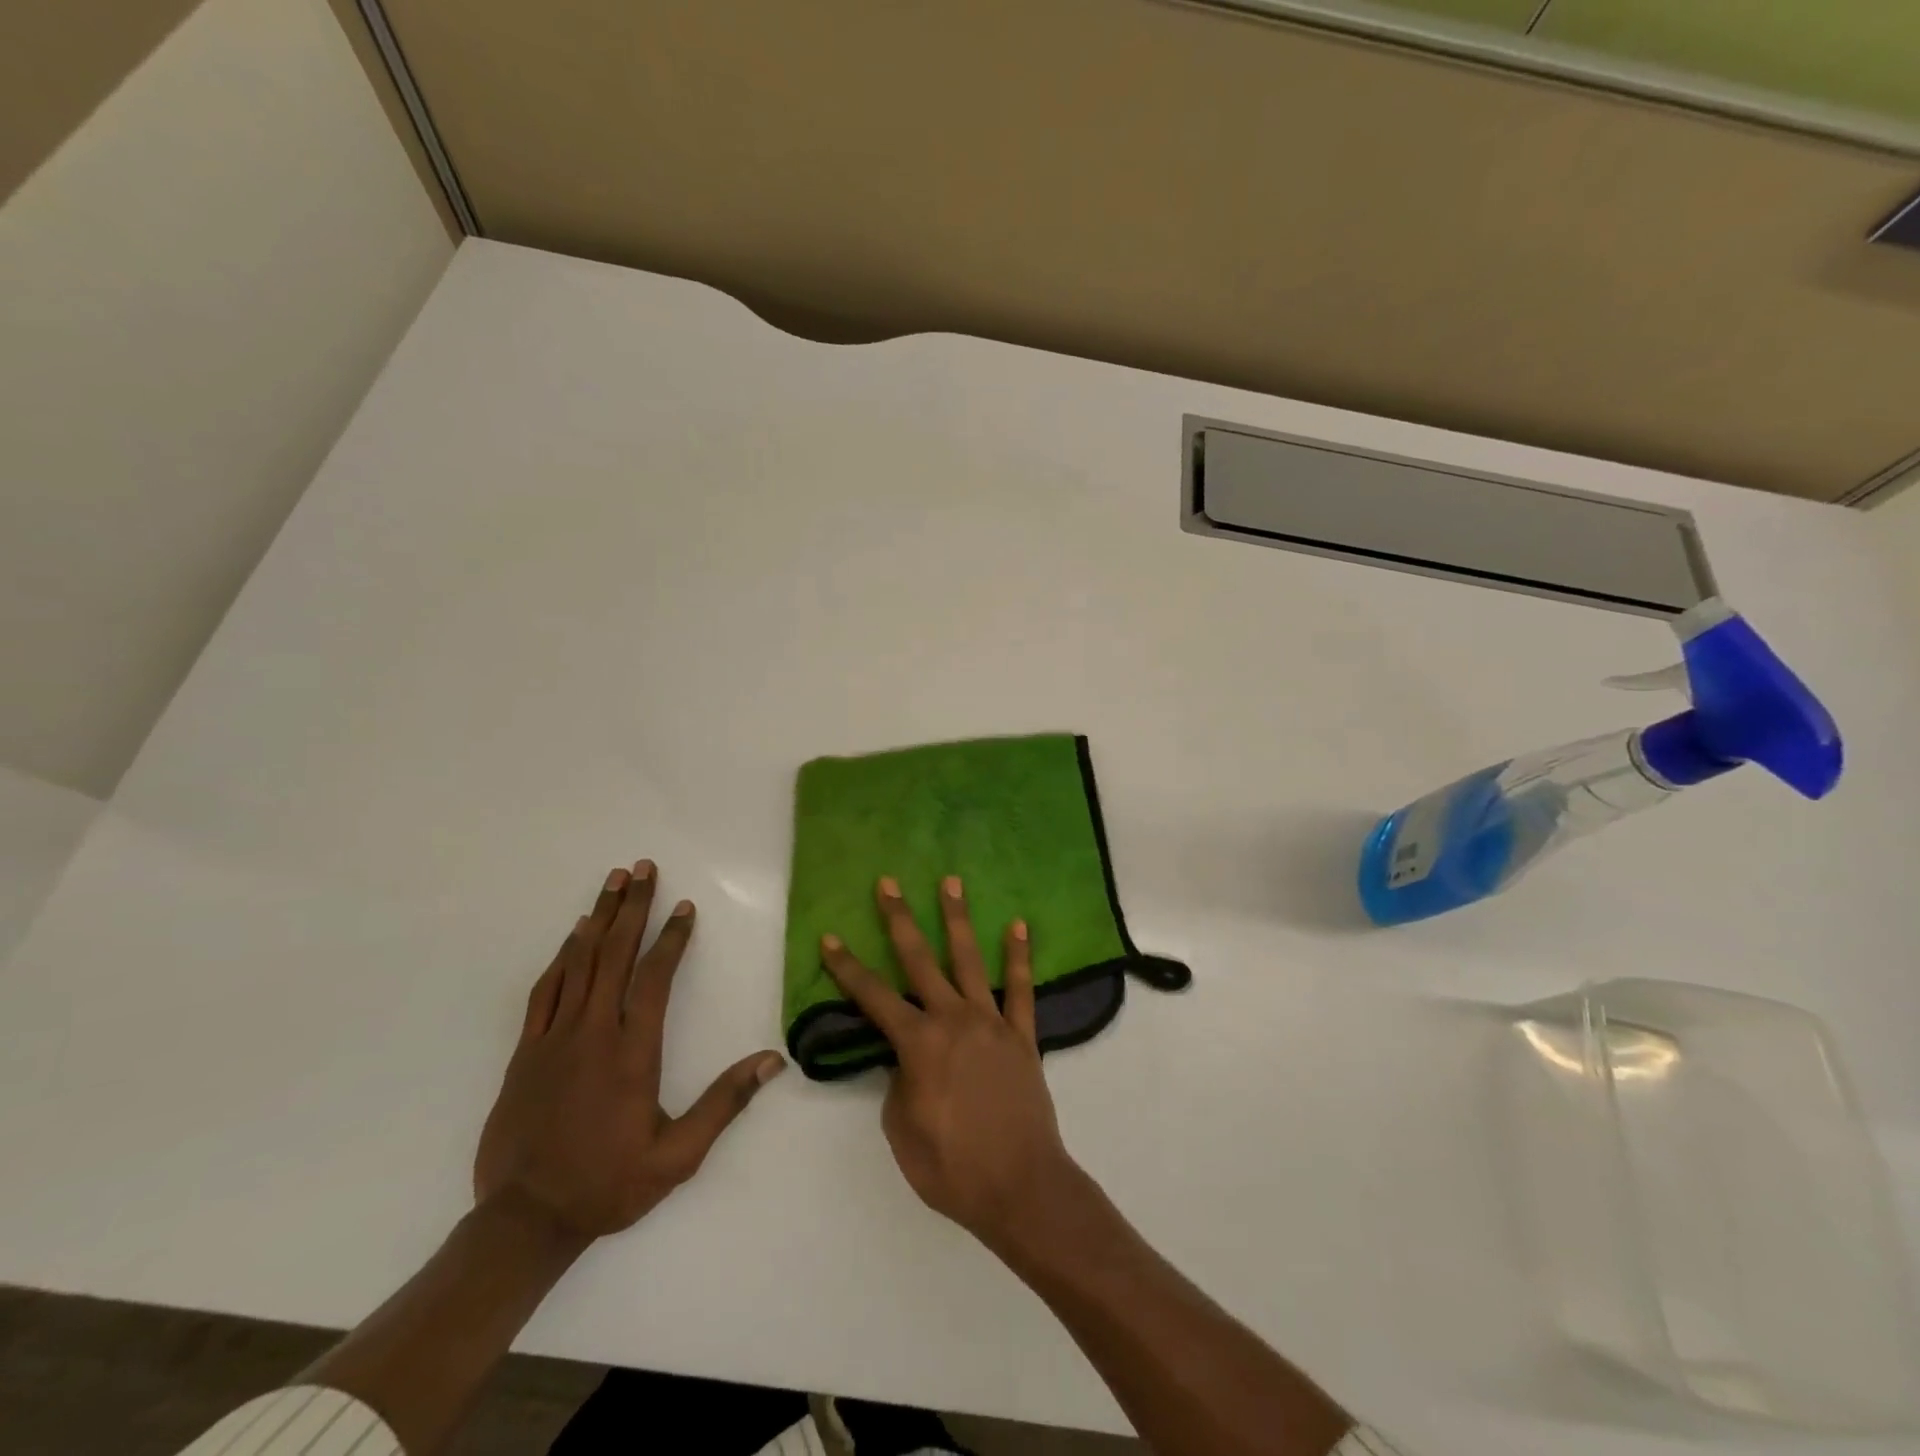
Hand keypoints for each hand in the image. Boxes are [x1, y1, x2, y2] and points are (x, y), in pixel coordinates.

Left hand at [474, 861, 785, 1243]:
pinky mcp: (525, 1052)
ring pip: (578, 963)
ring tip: (612, 883)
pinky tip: (572, 936)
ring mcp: (554, 1039)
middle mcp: (593, 1033)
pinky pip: (545, 991)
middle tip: (642, 868)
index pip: (654, 979)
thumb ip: (724, 1104)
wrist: (523, 1221)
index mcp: (632, 1052)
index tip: (684, 907)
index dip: (671, 939)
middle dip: (632, 907)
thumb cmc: (608, 1185)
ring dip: (598, 919)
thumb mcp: (678, 1157)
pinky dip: (561, 957)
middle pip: (613, 955)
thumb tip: (772, 1061)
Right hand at [819, 875, 1077, 1245]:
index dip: (847, 967)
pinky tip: (1018, 925)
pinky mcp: (1022, 1035)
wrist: (1020, 1187)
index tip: (830, 937)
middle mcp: (953, 1020)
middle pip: (920, 960)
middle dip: (900, 919)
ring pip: (969, 960)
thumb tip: (907, 1058)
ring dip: (958, 918)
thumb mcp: (902, 1130)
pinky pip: (1021, 989)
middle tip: (889, 883)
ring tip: (951, 881)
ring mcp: (991, 1023)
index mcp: (918, 1044)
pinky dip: (1019, 956)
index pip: (873, 997)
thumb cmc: (951, 1168)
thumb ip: (899, 1083)